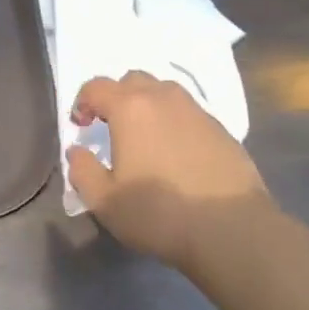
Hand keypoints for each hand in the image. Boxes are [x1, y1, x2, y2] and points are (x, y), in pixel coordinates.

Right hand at [67, 72, 271, 272]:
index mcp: (130, 107)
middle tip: (111, 127)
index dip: (82, 101)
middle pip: (132, 80)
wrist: (232, 229)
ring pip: (163, 91)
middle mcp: (162, 97)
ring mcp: (195, 109)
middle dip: (116, 97)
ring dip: (147, 105)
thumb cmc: (160, 213)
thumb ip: (82, 171)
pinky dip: (174, 121)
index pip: (96, 86)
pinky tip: (176, 153)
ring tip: (145, 137)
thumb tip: (77, 151)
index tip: (81, 126)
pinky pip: (187, 112)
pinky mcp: (219, 127)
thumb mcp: (105, 202)